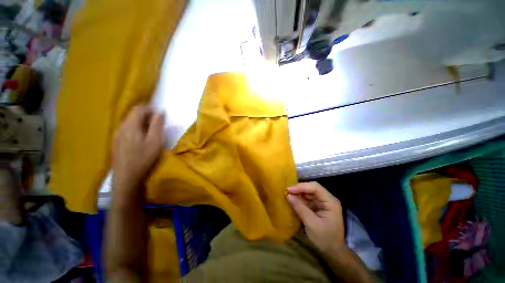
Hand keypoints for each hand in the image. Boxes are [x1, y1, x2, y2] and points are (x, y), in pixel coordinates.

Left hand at [112, 106, 164, 200]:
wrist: (127, 178)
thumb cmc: (144, 159)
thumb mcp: (155, 141)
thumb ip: (157, 125)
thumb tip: (159, 112)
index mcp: (130, 126)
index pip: (138, 108)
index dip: (150, 110)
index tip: (159, 118)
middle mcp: (120, 127)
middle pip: (132, 114)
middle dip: (146, 116)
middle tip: (157, 127)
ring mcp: (116, 135)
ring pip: (129, 122)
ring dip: (141, 123)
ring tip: (150, 134)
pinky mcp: (115, 142)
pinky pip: (126, 130)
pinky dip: (135, 129)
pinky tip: (140, 141)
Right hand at [287, 182, 344, 253]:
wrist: (333, 252)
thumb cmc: (325, 239)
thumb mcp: (312, 224)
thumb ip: (300, 208)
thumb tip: (288, 195)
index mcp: (330, 202)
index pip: (315, 187)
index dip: (301, 186)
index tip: (289, 190)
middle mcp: (327, 199)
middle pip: (312, 188)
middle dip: (299, 189)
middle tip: (286, 192)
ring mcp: (323, 202)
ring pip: (308, 192)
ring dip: (298, 193)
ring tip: (288, 195)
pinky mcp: (318, 206)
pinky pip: (307, 199)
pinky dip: (299, 199)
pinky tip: (293, 200)